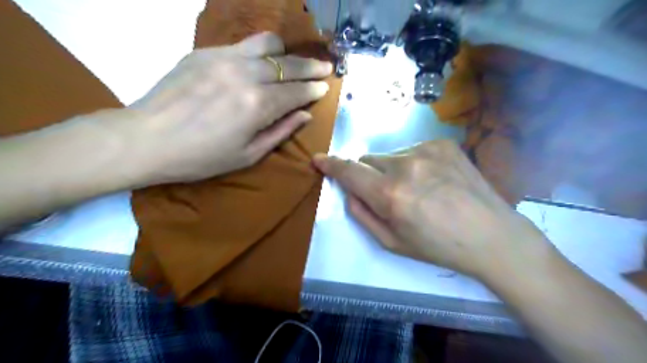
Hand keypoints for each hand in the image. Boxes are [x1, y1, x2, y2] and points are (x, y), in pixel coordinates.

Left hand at [125, 31, 329, 183]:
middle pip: (288, 65)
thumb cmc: (201, 157)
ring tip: (293, 61)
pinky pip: (242, 44)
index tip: (325, 87)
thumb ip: (280, 131)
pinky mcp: (205, 52)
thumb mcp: (248, 155)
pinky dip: (260, 51)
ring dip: (286, 53)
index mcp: (257, 105)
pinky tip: (261, 62)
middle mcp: (245, 75)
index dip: (314, 89)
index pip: (296, 92)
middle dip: (310, 67)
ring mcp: (224, 58)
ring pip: (267, 44)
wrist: (147, 138)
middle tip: (325, 68)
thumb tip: (305, 115)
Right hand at [313, 140, 550, 281]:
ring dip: (392, 170)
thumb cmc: (438, 246)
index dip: (331, 165)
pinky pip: (412, 150)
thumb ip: (362, 214)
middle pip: (368, 160)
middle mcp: (405, 165)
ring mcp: (426, 150)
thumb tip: (350, 192)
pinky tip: (434, 180)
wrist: (492, 235)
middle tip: (388, 194)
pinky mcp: (443, 143)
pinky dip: (413, 163)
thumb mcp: (392, 242)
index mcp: (390, 194)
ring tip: (418, 189)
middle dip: (369, 175)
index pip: (349, 171)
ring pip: (390, 155)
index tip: (318, 160)